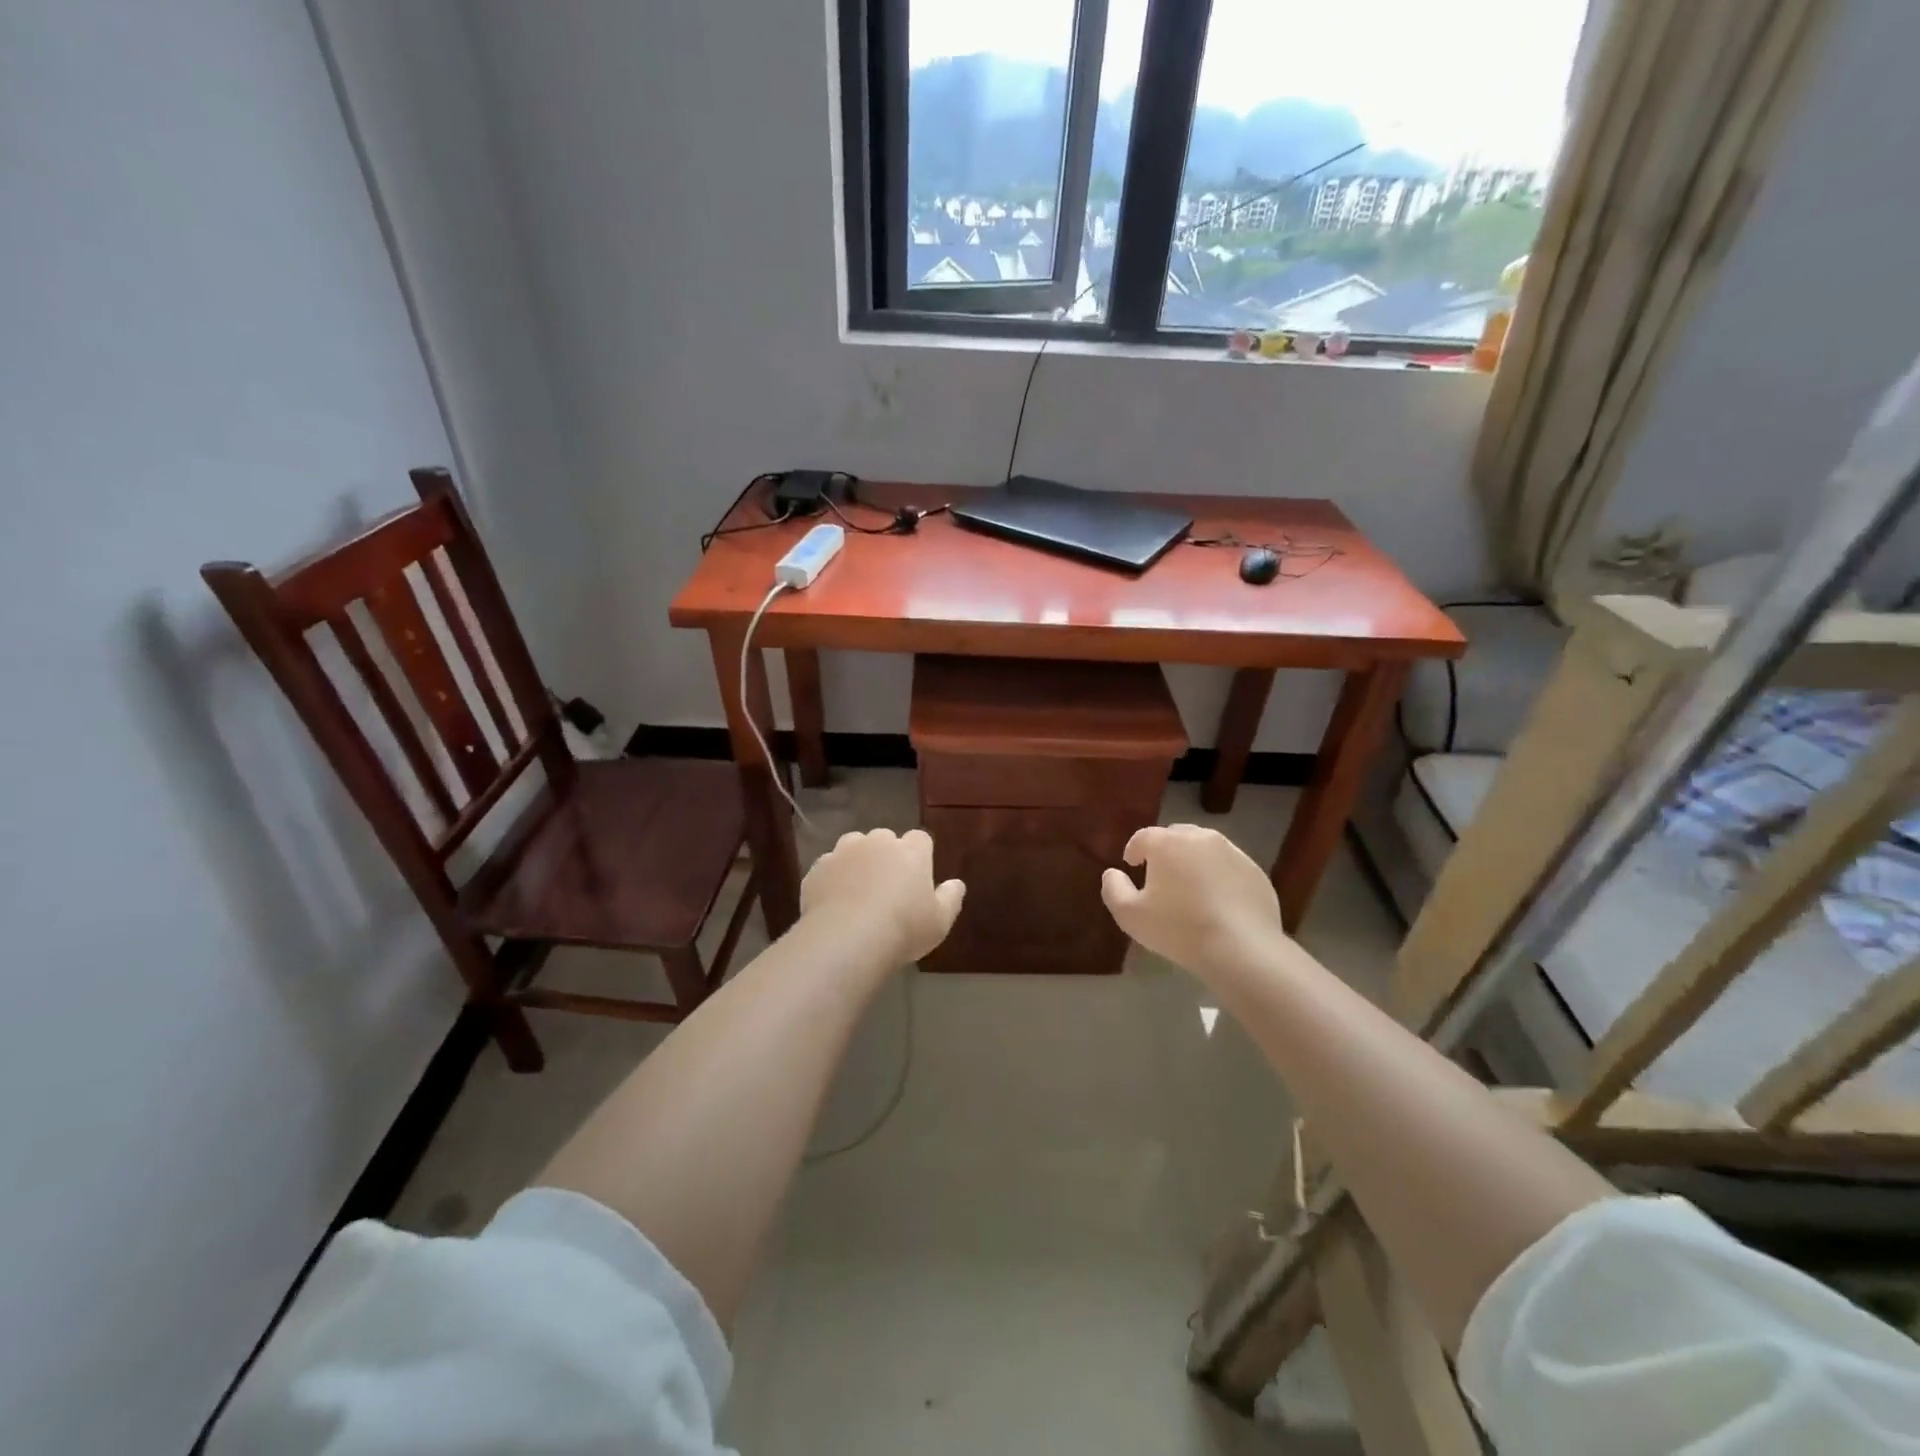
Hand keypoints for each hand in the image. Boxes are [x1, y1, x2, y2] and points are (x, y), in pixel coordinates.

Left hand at [800, 828, 965, 966]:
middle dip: (886, 855)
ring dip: (857, 861)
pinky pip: (829, 867)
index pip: (920, 839)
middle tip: (887, 886)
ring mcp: (844, 852)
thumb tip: (957, 883)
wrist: (847, 938)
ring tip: (858, 891)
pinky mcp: (818, 868)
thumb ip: (950, 898)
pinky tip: (834, 902)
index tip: (918, 876)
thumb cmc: (903, 928)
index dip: (919, 854)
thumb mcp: (940, 921)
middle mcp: (878, 842)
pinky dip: (833, 879)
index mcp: (911, 851)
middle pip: (885, 839)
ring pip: (853, 847)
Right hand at [1100, 824, 1287, 980]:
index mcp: (1167, 843)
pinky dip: (1219, 876)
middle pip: (1176, 836)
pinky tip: (1218, 901)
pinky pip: (1229, 866)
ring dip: (1193, 860)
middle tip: (1161, 876)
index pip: (1143, 837)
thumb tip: (1112, 873)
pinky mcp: (1255, 871)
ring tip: (1190, 888)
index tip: (1132, 866)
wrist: (1242, 949)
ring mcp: (1232, 852)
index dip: (1134, 850)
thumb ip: (1114, 889)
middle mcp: (1200, 838)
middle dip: (1165, 851)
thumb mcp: (1130, 915)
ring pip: (1205, 848)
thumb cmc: (1179, 929)